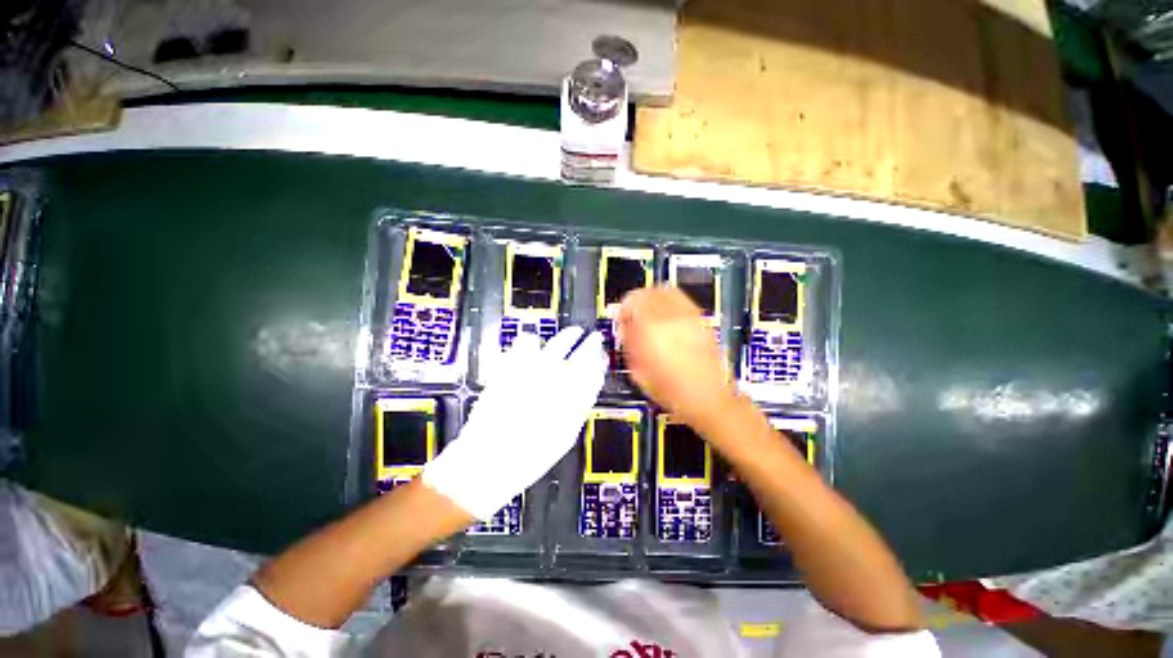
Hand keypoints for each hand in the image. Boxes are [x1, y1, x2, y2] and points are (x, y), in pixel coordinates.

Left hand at [423, 327, 605, 519]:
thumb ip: (578, 408)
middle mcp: (558, 382)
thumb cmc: (529, 456)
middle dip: (591, 343)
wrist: (488, 460)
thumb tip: (587, 390)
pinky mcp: (512, 367)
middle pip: (582, 353)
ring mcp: (534, 372)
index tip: (602, 356)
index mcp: (574, 400)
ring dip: (566, 338)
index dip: (601, 361)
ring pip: (558, 343)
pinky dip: (532, 340)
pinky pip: (526, 342)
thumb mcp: (564, 437)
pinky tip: (533, 344)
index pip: (596, 371)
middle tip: (593, 338)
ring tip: (569, 334)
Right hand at [617, 287, 737, 429]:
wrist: (708, 398)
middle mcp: (671, 317)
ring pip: (666, 291)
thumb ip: (629, 344)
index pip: (633, 302)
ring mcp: (689, 316)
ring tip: (649, 312)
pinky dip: (670, 301)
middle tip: (632, 314)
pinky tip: (666, 316)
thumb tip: (625, 328)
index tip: (621, 319)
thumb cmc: (672, 391)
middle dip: (636, 300)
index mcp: (652, 330)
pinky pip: (682, 300)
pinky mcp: (701, 320)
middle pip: (649, 292)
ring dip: (653, 297)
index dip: (623, 309)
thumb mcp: (639, 372)